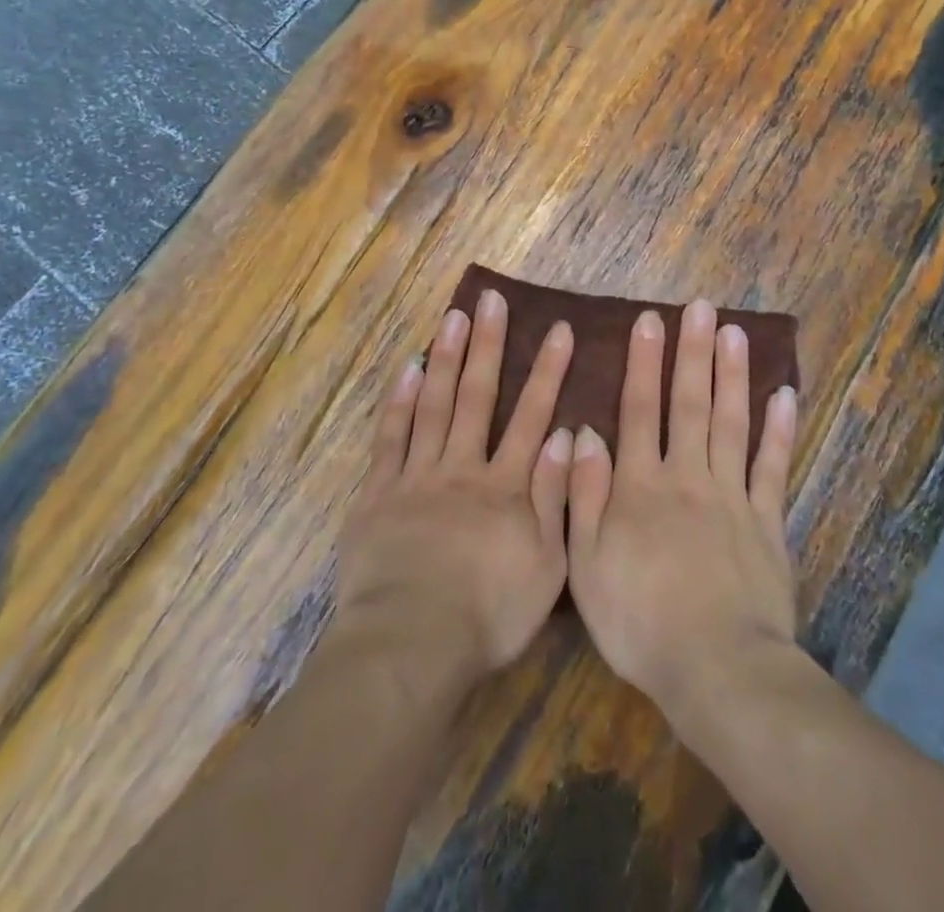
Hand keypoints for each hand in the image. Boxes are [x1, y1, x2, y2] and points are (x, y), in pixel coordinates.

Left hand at [335, 289, 574, 691]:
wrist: (411, 642)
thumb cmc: (487, 615)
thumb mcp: (545, 566)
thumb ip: (555, 498)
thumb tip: (564, 435)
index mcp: (505, 487)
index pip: (532, 417)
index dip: (548, 372)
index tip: (560, 330)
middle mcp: (462, 467)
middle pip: (477, 396)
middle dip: (489, 345)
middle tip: (492, 301)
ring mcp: (417, 475)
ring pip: (433, 403)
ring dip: (445, 357)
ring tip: (454, 316)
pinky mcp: (379, 491)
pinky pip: (390, 436)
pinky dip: (399, 400)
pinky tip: (407, 367)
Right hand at [567, 301, 800, 717]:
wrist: (716, 669)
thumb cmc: (638, 619)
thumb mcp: (586, 562)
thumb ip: (585, 493)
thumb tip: (583, 432)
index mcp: (639, 485)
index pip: (639, 409)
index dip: (642, 362)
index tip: (648, 320)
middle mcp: (686, 476)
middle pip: (689, 403)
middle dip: (692, 352)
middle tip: (700, 307)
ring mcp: (732, 496)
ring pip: (731, 423)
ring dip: (733, 375)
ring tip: (735, 332)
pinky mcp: (768, 523)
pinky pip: (774, 468)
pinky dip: (780, 431)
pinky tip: (785, 396)